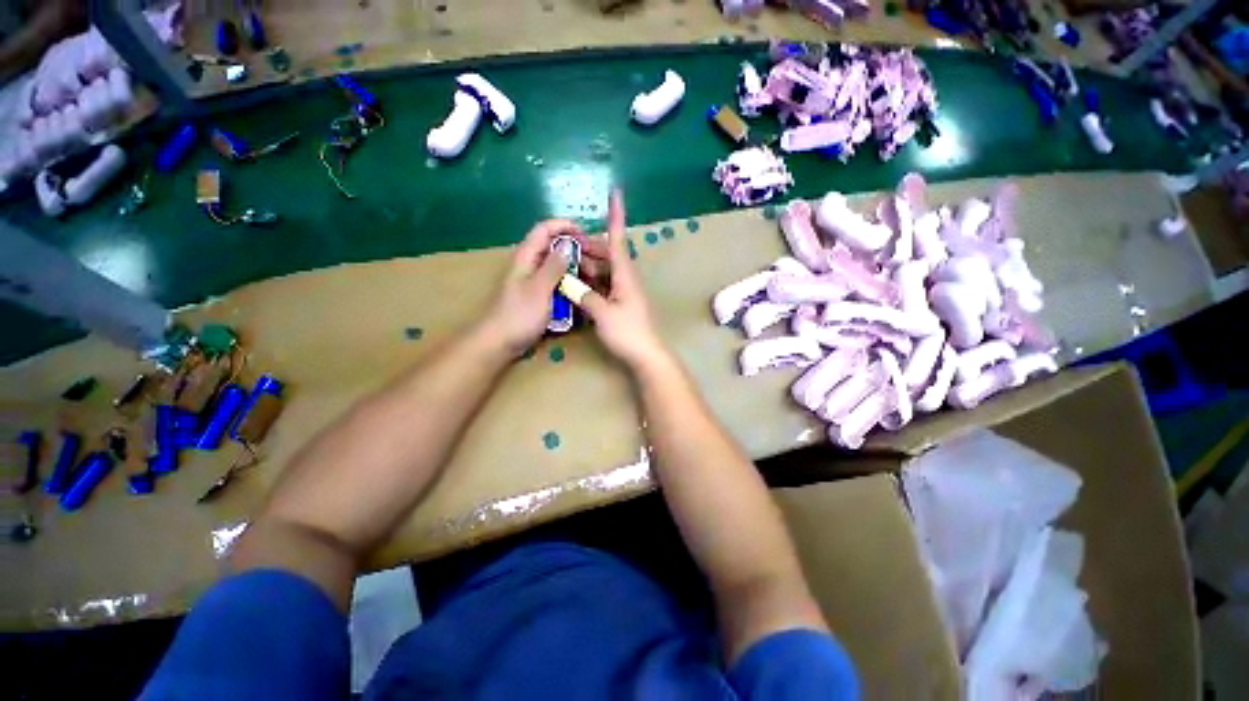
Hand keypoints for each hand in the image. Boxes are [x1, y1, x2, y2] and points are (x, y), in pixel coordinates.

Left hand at [481, 219, 583, 357]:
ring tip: (593, 279)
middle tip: (595, 263)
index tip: (587, 235)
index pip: (545, 229)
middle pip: (554, 247)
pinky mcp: (539, 296)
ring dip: (576, 269)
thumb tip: (568, 245)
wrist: (500, 343)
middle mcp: (531, 265)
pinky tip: (582, 292)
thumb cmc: (519, 316)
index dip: (565, 226)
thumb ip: (553, 267)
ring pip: (558, 266)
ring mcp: (535, 281)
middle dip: (576, 251)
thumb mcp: (539, 290)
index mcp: (527, 257)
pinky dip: (570, 284)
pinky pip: (558, 283)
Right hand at [577, 190, 671, 370]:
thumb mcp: (603, 314)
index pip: (618, 239)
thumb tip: (571, 284)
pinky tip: (577, 286)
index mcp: (625, 275)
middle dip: (588, 247)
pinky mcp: (621, 303)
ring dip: (587, 266)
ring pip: (604, 270)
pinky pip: (604, 285)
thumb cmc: (628, 333)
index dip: (616, 215)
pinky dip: (591, 282)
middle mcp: (626, 278)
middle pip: (607, 254)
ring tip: (567, 266)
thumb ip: (585, 296)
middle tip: (566, 247)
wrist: (646, 355)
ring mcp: (624, 291)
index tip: (616, 192)